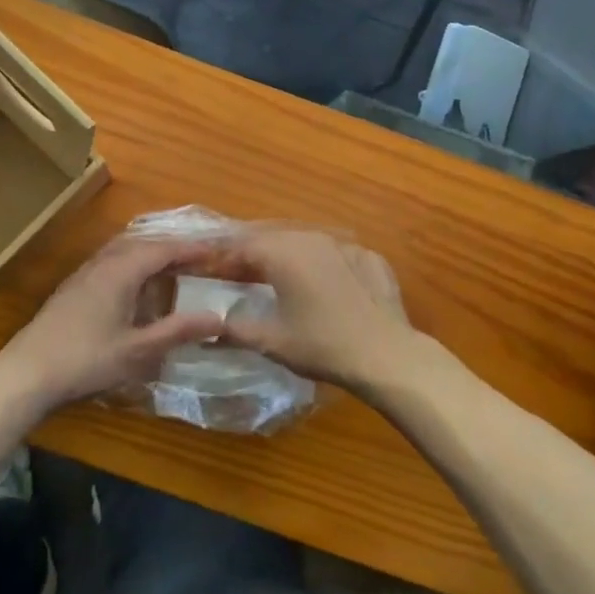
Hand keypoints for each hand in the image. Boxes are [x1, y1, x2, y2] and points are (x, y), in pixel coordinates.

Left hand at [0, 238, 224, 411]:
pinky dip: (132, 263)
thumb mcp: (138, 350)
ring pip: (123, 250)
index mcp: (121, 271)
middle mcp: (102, 263)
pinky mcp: (72, 288)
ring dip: (149, 253)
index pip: (163, 249)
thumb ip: (178, 331)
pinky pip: (110, 261)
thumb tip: (218, 317)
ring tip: (171, 266)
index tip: (216, 250)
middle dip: (172, 247)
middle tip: (198, 257)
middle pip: (143, 243)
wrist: (26, 374)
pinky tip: (135, 286)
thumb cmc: (86, 360)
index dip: (191, 248)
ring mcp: (83, 274)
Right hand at [215, 229, 434, 393]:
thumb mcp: (271, 341)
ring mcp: (345, 245)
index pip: (242, 246)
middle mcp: (312, 238)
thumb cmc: (321, 345)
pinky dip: (321, 265)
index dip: (223, 258)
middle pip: (273, 239)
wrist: (385, 354)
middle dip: (253, 255)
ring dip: (287, 257)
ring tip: (277, 277)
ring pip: (306, 243)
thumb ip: (236, 327)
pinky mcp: (370, 258)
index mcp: (283, 252)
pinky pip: (335, 255)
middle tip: (238, 274)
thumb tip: (212, 325)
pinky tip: (322, 285)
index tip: (209, 271)